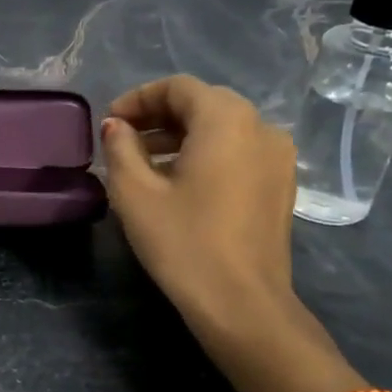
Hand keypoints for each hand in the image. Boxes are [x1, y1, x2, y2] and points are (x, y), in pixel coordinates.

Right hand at [100, 77, 344, 391]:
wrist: (242, 303)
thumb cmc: (183, 242)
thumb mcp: (134, 193)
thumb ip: (120, 148)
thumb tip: (117, 127)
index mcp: (226, 119)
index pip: (178, 87)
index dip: (138, 98)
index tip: (110, 123)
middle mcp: (260, 126)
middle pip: (203, 103)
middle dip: (159, 116)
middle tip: (123, 139)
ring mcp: (278, 157)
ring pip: (223, 128)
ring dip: (181, 136)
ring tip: (144, 163)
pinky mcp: (281, 185)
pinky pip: (239, 151)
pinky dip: (206, 154)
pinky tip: (179, 182)